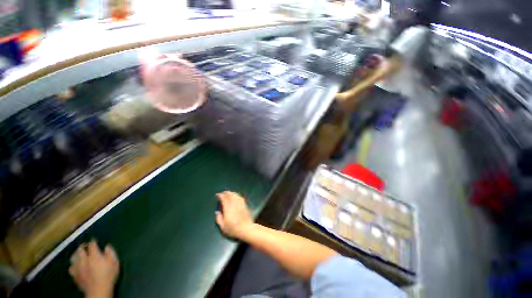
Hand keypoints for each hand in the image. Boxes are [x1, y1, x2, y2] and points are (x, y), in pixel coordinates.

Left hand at [69, 241, 118, 297]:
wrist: (98, 290)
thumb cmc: (108, 275)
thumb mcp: (114, 262)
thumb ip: (110, 253)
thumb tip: (107, 246)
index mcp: (94, 255)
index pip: (91, 245)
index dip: (93, 241)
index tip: (94, 240)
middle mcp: (84, 259)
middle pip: (80, 250)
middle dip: (82, 247)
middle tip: (85, 245)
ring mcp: (77, 268)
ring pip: (73, 258)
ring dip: (76, 255)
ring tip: (78, 254)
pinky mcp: (75, 275)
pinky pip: (71, 268)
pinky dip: (73, 265)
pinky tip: (75, 266)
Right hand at [215, 191, 254, 239]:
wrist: (246, 229)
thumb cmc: (233, 229)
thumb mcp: (223, 227)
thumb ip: (219, 219)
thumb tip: (217, 212)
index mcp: (228, 208)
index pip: (224, 198)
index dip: (220, 195)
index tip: (217, 195)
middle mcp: (234, 204)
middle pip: (230, 195)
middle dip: (225, 193)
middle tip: (222, 193)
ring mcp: (240, 203)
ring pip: (235, 195)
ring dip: (231, 193)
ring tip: (227, 193)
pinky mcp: (245, 204)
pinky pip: (240, 197)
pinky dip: (236, 195)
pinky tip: (235, 196)